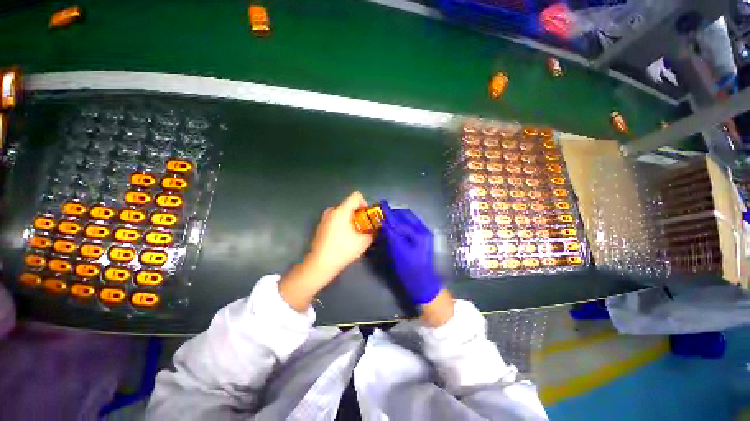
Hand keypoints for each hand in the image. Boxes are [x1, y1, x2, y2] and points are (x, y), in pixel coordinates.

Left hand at [279, 191, 373, 311]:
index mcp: (342, 211)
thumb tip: (376, 229)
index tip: (368, 217)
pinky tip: (343, 238)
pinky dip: (342, 224)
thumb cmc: (343, 250)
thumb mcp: (363, 242)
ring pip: (342, 213)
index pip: (356, 196)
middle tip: (363, 227)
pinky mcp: (321, 226)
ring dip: (350, 219)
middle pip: (349, 205)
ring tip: (354, 233)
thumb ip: (373, 232)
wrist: (320, 264)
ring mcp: (324, 218)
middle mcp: (332, 211)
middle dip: (358, 214)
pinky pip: (335, 219)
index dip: (365, 204)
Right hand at [380, 200, 442, 304]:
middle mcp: (423, 230)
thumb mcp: (399, 252)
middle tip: (383, 213)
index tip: (381, 205)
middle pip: (407, 215)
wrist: (422, 283)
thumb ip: (392, 235)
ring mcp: (424, 234)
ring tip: (387, 219)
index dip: (390, 213)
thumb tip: (385, 222)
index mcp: (419, 233)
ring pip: (409, 219)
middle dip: (395, 213)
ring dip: (398, 217)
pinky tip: (395, 227)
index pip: (401, 219)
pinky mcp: (422, 238)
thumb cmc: (410, 269)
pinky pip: (410, 225)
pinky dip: (402, 223)